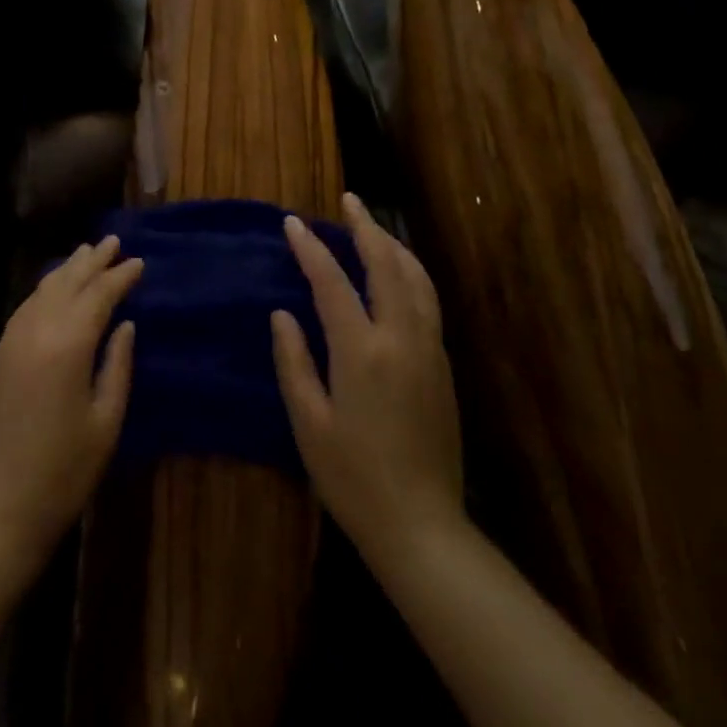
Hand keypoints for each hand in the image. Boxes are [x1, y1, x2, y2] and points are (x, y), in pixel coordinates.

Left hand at [0, 236, 140, 573]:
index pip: (98, 295)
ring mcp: (7, 345)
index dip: (120, 276)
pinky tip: (51, 293)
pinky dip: (42, 294)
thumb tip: (125, 325)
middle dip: (91, 261)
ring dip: (64, 272)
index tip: (139, 262)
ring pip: (39, 293)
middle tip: (112, 242)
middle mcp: (33, 332)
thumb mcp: (105, 423)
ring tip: (84, 254)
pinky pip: (22, 312)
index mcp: (67, 344)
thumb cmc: (62, 474)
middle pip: (66, 284)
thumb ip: (117, 366)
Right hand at [272, 194, 464, 566]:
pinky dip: (411, 273)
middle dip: (366, 227)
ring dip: (394, 246)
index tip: (293, 222)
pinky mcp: (443, 365)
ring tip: (374, 227)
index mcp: (362, 351)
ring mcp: (429, 350)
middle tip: (349, 201)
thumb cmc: (352, 477)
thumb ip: (294, 361)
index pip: (333, 282)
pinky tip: (399, 273)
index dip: (311, 248)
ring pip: (417, 279)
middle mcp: (401, 338)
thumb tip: (283, 314)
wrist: (422, 525)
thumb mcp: (308, 422)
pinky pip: (428, 301)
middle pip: (386, 265)